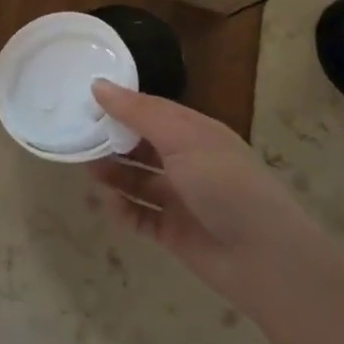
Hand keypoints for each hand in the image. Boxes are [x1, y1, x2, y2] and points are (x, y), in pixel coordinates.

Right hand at [89, 80, 343, 322]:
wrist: (266, 259)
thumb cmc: (226, 185)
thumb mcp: (183, 139)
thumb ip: (138, 113)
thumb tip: (97, 84)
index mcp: (194, 134)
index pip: (149, 111)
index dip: (118, 106)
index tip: (82, 101)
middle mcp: (186, 163)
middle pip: (138, 146)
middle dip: (109, 141)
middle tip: (76, 138)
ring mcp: (179, 199)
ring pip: (134, 180)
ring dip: (111, 175)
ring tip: (89, 172)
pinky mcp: (171, 231)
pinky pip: (137, 216)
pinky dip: (121, 210)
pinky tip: (110, 205)